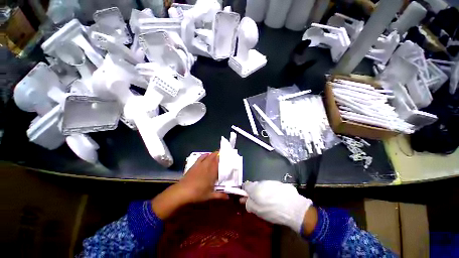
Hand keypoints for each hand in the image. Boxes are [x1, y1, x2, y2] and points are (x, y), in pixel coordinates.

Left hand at [152, 152, 228, 218]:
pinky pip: (201, 157)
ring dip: (212, 154)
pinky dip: (204, 155)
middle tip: (222, 154)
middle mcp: (207, 167)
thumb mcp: (209, 196)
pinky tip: (206, 155)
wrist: (182, 192)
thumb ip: (219, 195)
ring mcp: (200, 165)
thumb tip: (228, 197)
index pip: (218, 163)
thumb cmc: (197, 194)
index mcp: (212, 173)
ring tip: (216, 153)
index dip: (222, 159)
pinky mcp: (194, 165)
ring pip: (207, 156)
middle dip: (218, 154)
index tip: (226, 156)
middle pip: (213, 157)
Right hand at [240, 181, 313, 233]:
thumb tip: (244, 200)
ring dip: (265, 192)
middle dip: (256, 192)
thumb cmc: (272, 211)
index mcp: (255, 188)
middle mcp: (262, 182)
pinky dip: (274, 191)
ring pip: (264, 186)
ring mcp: (272, 182)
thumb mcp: (257, 211)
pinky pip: (274, 187)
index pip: (246, 185)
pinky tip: (279, 199)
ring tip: (271, 202)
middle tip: (260, 202)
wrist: (294, 208)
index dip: (245, 192)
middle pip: (255, 185)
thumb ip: (249, 204)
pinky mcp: (281, 183)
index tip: (248, 199)